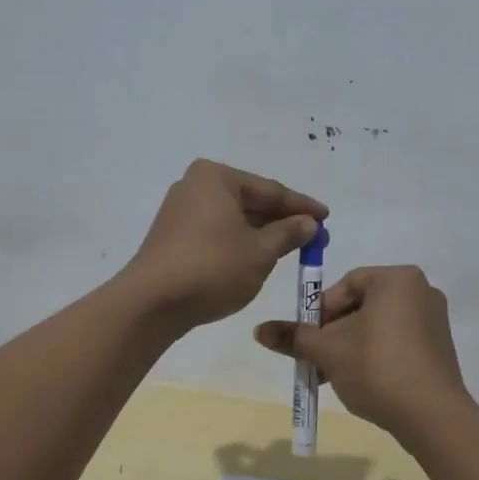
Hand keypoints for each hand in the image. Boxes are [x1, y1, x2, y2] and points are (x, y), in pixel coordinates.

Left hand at [125, 160, 326, 328]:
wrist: (152, 302)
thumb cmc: (213, 268)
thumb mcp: (261, 252)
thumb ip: (288, 233)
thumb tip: (309, 223)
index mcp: (216, 177)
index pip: (270, 190)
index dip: (302, 206)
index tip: (327, 217)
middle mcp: (195, 185)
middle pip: (250, 201)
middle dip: (281, 219)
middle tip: (312, 234)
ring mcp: (180, 210)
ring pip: (233, 218)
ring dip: (261, 232)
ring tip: (290, 246)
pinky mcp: (172, 235)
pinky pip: (216, 231)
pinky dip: (239, 241)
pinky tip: (257, 255)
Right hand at [253, 265, 473, 442]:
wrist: (432, 416)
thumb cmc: (377, 368)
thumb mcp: (328, 351)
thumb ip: (294, 336)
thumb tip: (259, 330)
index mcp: (397, 278)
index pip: (346, 284)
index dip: (321, 311)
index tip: (308, 339)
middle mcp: (420, 290)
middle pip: (362, 305)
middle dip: (335, 332)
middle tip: (317, 359)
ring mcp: (434, 320)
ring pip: (378, 326)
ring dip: (352, 347)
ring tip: (334, 375)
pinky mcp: (440, 347)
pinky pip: (398, 341)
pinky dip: (376, 355)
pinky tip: (363, 382)